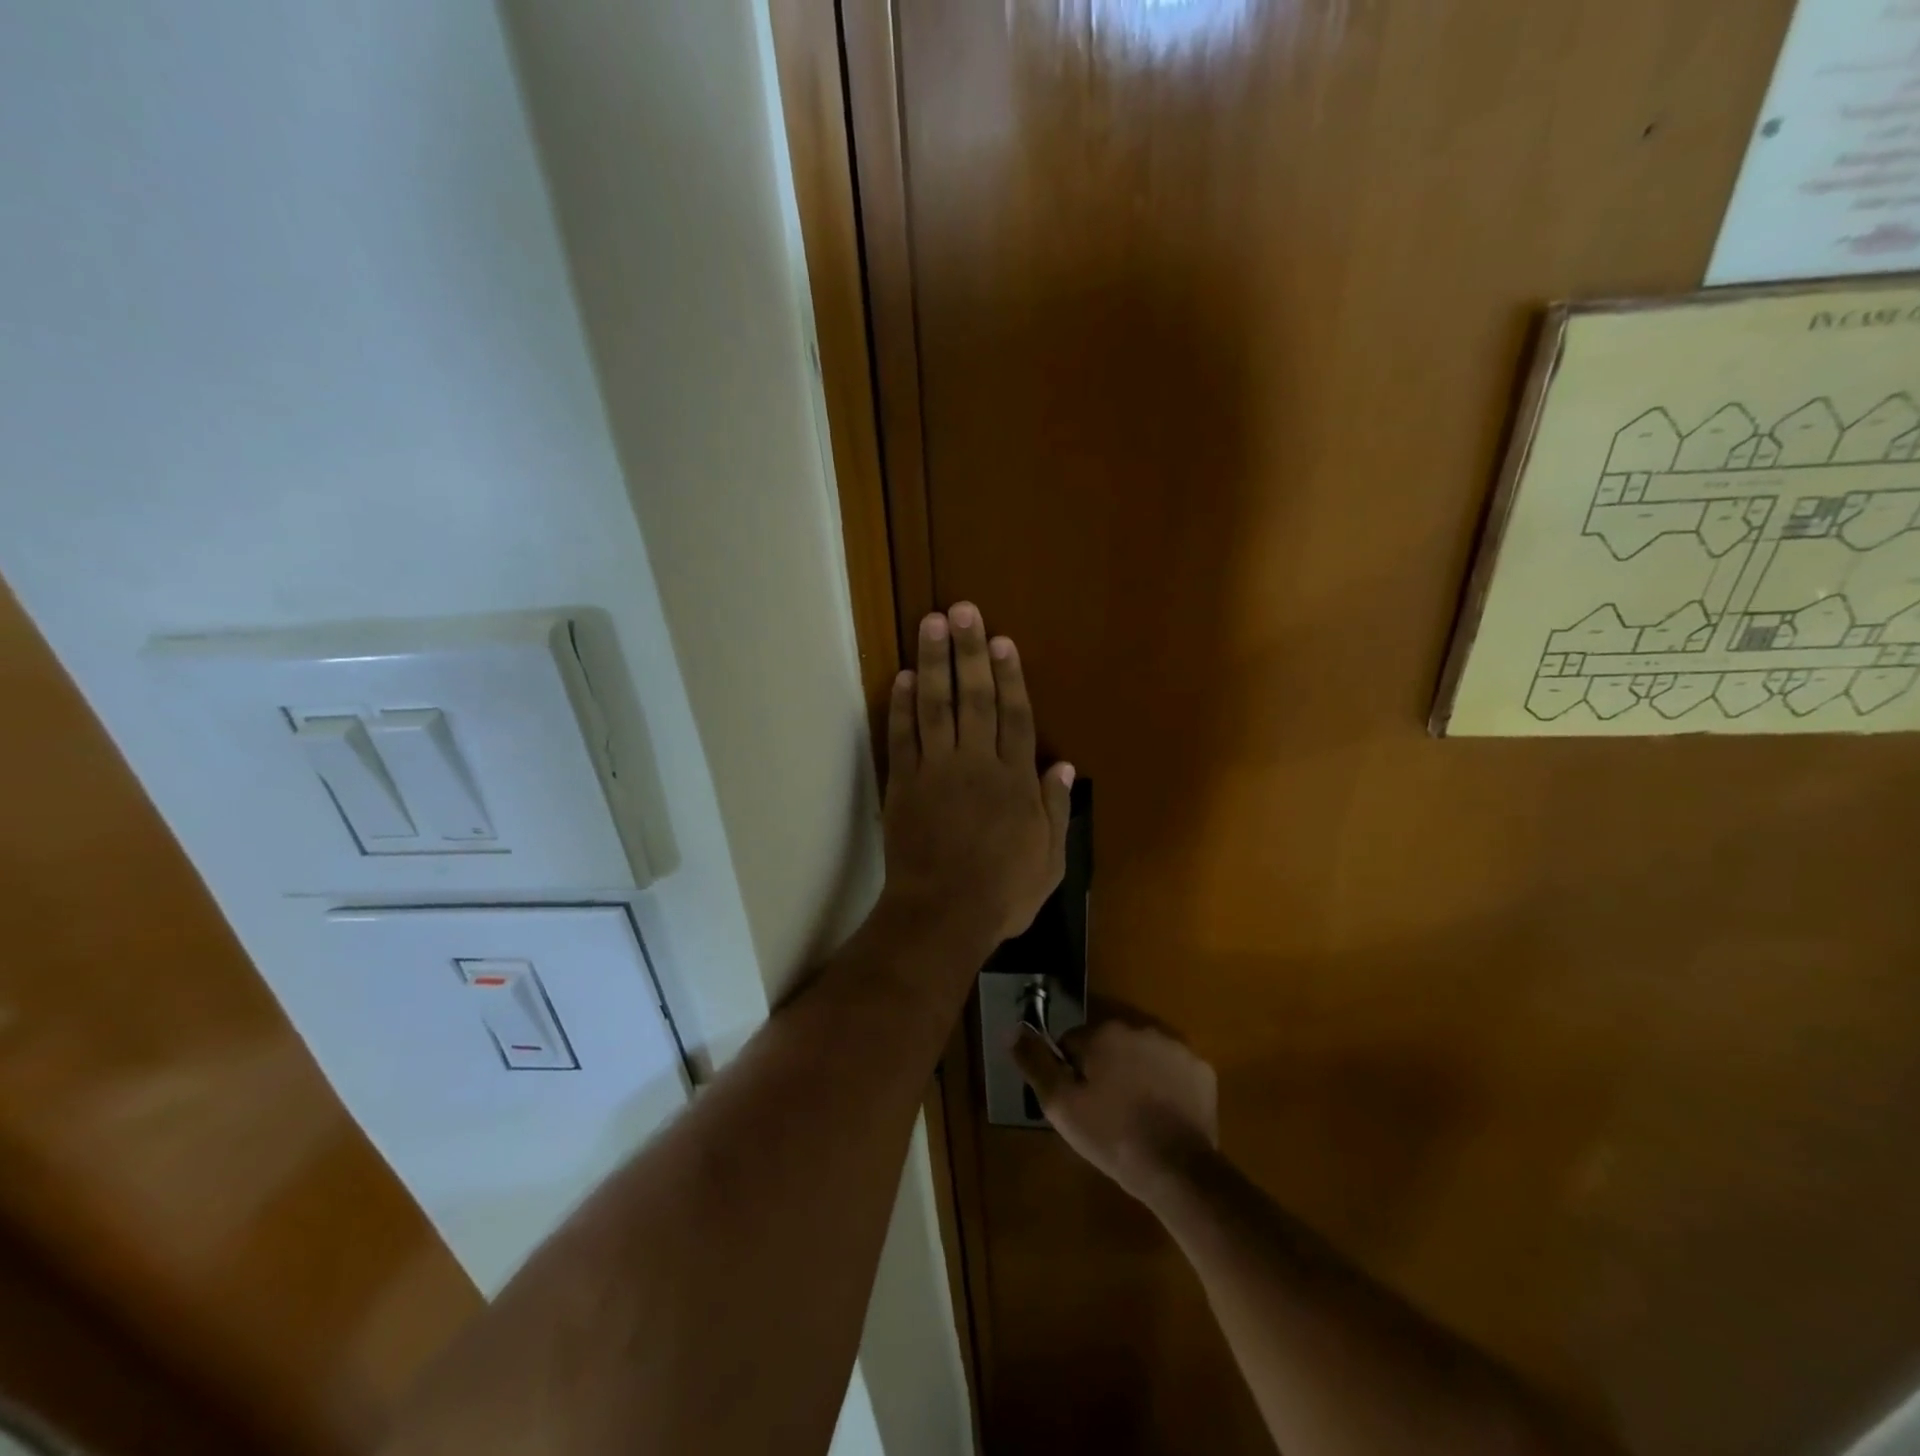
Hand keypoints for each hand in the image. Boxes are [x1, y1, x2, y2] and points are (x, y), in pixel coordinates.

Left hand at [882, 603, 1074, 945]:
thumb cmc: (1003, 893)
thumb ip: (1055, 811)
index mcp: (1014, 781)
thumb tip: (1064, 767)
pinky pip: (902, 737)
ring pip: (936, 706)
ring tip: (931, 623)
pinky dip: (901, 706)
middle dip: (970, 651)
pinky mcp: (903, 784)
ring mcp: (936, 771)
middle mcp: (976, 764)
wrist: (942, 916)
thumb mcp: (1049, 861)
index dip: (1010, 677)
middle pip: (975, 698)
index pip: (1015, 717)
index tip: (1002, 641)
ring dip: (934, 662)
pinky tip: (903, 677)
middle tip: (963, 610)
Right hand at [1012, 1019, 1218, 1206]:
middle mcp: (1140, 1027)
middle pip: (1108, 1044)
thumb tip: (1013, 1029)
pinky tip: (1163, 1114)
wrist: (1178, 1171)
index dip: (1071, 1073)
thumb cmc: (1112, 1136)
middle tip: (1107, 1112)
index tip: (1080, 1103)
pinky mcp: (1201, 1069)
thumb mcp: (1060, 1105)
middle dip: (1104, 1069)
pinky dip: (1166, 1084)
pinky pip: (1172, 1069)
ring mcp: (1175, 1046)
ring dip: (1135, 1073)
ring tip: (1136, 1115)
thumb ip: (1035, 1063)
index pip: (1073, 1042)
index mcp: (1104, 1032)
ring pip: (1141, 1054)